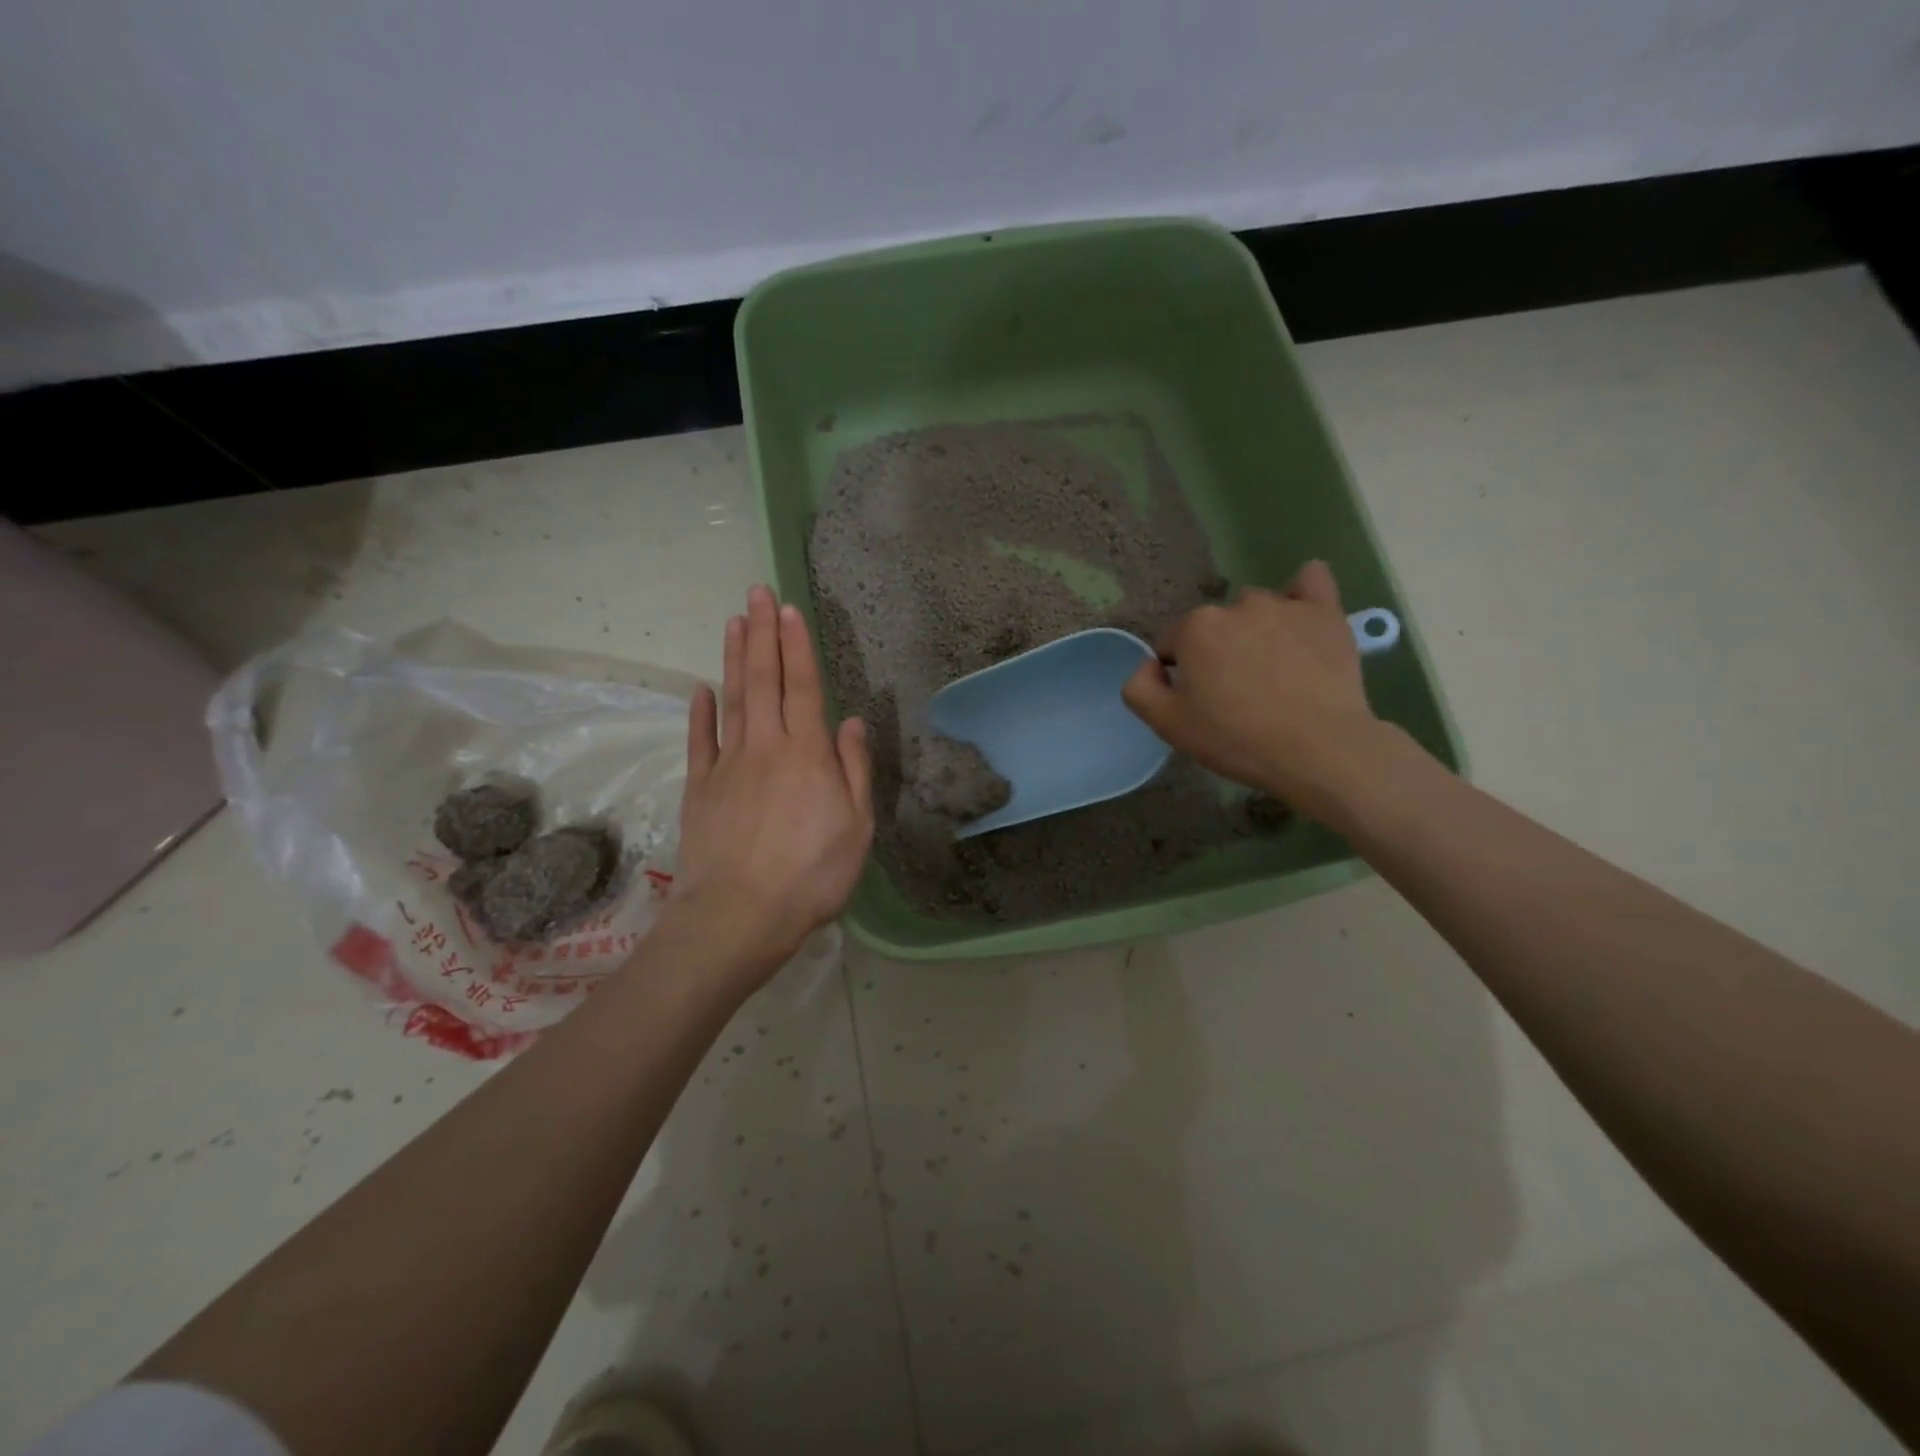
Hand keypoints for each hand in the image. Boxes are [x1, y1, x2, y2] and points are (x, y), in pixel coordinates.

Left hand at [672, 585, 873, 980]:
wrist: (740, 915)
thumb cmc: (812, 875)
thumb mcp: (857, 827)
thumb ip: (854, 769)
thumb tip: (852, 722)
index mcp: (807, 754)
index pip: (802, 686)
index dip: (795, 646)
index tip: (787, 609)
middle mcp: (766, 747)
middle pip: (763, 680)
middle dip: (761, 633)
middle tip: (755, 592)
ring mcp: (728, 765)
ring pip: (731, 700)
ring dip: (733, 659)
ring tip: (732, 622)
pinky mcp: (700, 789)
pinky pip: (700, 742)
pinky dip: (700, 713)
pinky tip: (701, 690)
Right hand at [1121, 561, 1387, 815]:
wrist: (1318, 749)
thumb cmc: (1236, 738)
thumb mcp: (1167, 725)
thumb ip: (1139, 687)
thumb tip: (1150, 665)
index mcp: (1194, 628)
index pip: (1171, 644)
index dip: (1179, 675)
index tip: (1198, 702)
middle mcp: (1236, 605)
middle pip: (1213, 626)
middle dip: (1216, 652)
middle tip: (1235, 694)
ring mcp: (1284, 605)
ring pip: (1255, 610)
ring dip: (1255, 632)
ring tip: (1273, 672)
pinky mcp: (1325, 612)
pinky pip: (1310, 581)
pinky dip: (1301, 594)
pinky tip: (1300, 616)